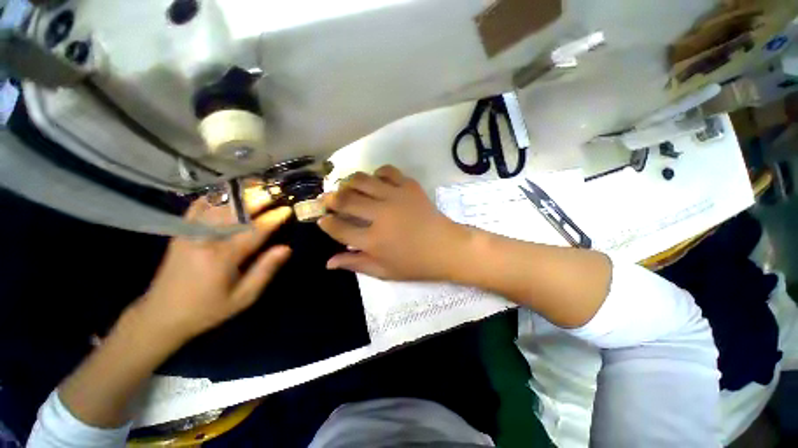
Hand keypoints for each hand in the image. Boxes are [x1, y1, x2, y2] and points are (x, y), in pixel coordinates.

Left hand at [132, 197, 292, 345]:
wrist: (161, 315)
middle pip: (233, 211)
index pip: (253, 230)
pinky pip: (198, 206)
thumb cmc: (207, 309)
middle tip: (273, 192)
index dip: (272, 218)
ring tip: (254, 186)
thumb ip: (265, 271)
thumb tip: (286, 248)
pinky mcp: (180, 232)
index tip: (286, 209)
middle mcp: (203, 240)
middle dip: (255, 198)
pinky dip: (215, 196)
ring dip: (237, 193)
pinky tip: (227, 192)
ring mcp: (188, 233)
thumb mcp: (243, 298)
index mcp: (221, 258)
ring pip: (215, 204)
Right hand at [318, 165, 468, 280]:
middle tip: (328, 200)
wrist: (447, 248)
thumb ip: (355, 264)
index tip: (323, 219)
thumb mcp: (384, 271)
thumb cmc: (416, 264)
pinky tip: (376, 182)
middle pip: (346, 199)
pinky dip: (376, 174)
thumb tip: (328, 261)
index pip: (339, 228)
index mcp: (374, 241)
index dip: (326, 223)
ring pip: (362, 180)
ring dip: (349, 183)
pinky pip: (387, 171)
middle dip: (331, 198)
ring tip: (347, 188)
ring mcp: (396, 197)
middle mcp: (381, 215)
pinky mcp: (409, 186)